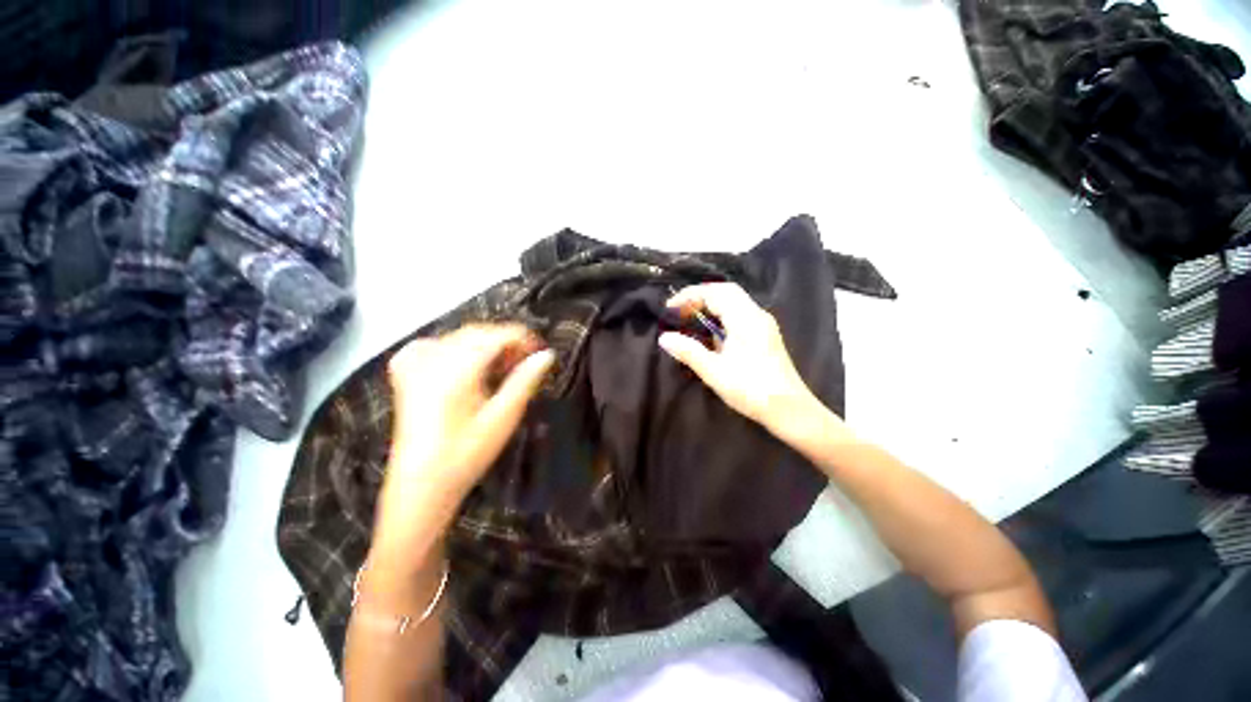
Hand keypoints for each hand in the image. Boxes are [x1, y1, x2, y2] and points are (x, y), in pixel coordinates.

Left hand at [372, 325, 554, 559]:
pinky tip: (467, 365)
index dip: (523, 338)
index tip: (542, 352)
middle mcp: (432, 357)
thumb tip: (547, 355)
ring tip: (503, 368)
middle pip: (478, 332)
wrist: (420, 484)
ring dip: (486, 345)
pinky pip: (436, 344)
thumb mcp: (503, 417)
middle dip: (506, 342)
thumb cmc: (467, 453)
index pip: (496, 335)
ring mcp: (413, 362)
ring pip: (459, 337)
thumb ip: (525, 380)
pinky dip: (458, 348)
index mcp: (456, 368)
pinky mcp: (405, 372)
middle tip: (526, 363)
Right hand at [658, 283, 825, 436]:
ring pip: (732, 303)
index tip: (669, 309)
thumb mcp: (714, 371)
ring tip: (689, 322)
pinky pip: (738, 316)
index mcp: (745, 318)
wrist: (789, 410)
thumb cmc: (751, 389)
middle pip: (725, 292)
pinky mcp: (763, 336)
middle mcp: (756, 315)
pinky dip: (719, 318)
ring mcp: (762, 325)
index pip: (714, 292)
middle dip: (698, 298)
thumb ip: (688, 351)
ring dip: (709, 308)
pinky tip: (709, 336)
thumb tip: (665, 338)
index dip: (689, 296)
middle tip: (679, 312)